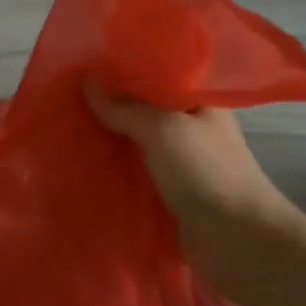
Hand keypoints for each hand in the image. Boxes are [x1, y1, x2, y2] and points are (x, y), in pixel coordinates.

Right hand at [82, 79, 296, 284]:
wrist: (237, 241)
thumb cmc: (206, 172)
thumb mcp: (163, 128)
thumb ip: (125, 107)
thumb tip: (86, 80)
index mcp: (200, 102)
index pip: (158, 75)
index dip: (124, 69)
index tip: (86, 63)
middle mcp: (192, 128)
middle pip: (145, 109)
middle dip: (111, 105)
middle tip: (68, 93)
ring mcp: (182, 163)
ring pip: (138, 142)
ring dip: (110, 138)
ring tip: (68, 124)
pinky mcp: (171, 194)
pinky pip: (137, 173)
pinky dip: (116, 169)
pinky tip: (85, 162)